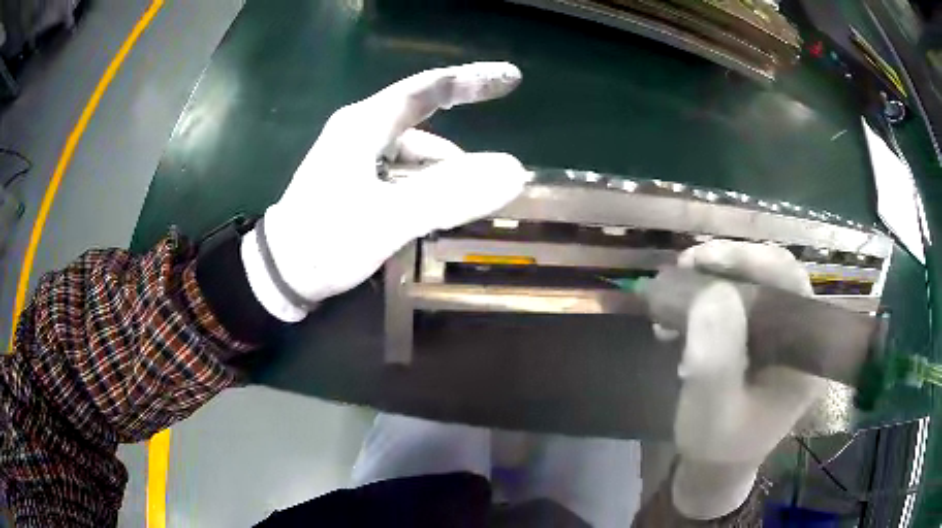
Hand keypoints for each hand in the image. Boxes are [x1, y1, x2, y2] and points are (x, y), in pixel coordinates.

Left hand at [241, 62, 529, 320]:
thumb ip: (449, 195)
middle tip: (491, 178)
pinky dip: (424, 188)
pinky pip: (403, 172)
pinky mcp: (355, 178)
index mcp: (365, 124)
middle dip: (461, 151)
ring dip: (442, 177)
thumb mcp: (388, 219)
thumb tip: (514, 170)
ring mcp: (356, 154)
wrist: (280, 274)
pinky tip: (432, 213)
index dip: (473, 80)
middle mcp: (361, 130)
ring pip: (416, 154)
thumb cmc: (326, 241)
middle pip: (426, 122)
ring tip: (459, 212)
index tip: (512, 80)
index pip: (429, 88)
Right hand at [656, 240, 826, 518]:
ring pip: (757, 283)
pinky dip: (712, 297)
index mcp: (805, 352)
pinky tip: (685, 311)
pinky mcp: (763, 339)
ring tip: (679, 285)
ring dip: (717, 277)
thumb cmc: (716, 447)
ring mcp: (782, 336)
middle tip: (687, 265)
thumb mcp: (710, 410)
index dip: (751, 259)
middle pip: (774, 275)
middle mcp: (800, 335)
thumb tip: (711, 292)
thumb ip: (715, 358)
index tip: (703, 259)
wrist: (715, 468)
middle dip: (730, 263)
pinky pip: (742, 301)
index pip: (790, 283)